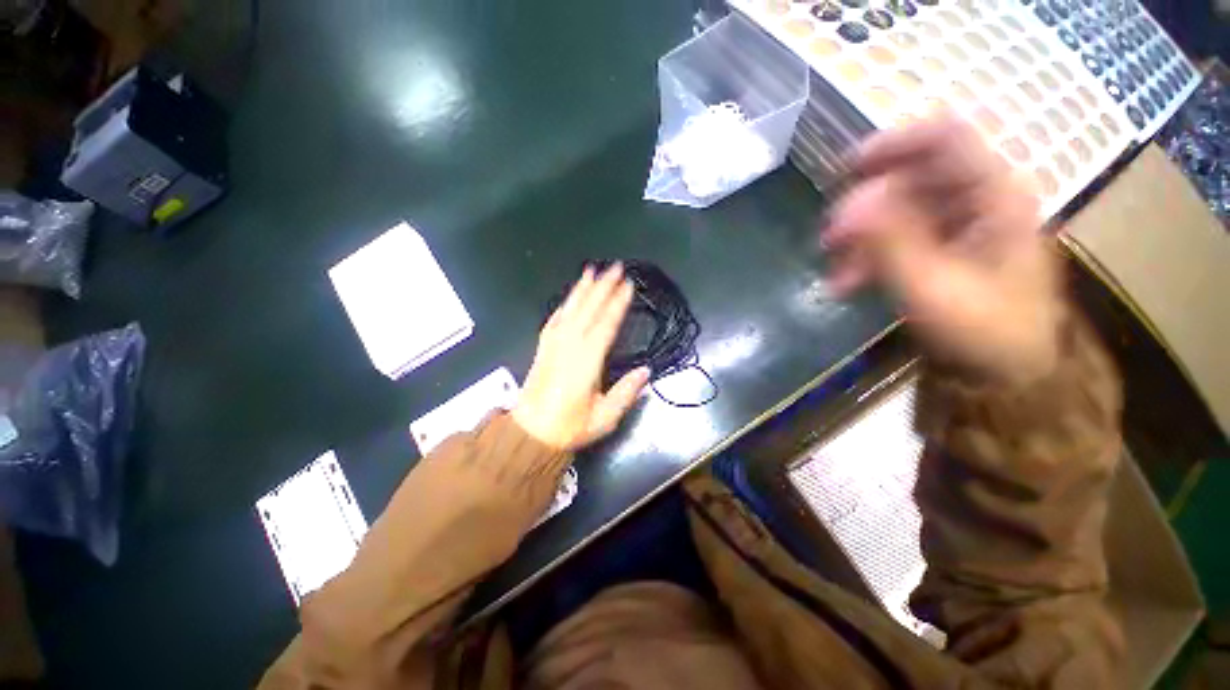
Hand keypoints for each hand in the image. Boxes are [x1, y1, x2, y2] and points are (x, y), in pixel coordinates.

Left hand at [513, 264, 650, 449]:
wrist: (529, 433)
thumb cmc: (568, 427)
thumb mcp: (604, 418)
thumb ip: (626, 393)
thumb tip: (646, 370)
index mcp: (586, 362)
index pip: (605, 325)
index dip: (617, 304)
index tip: (628, 285)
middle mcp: (569, 346)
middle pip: (588, 310)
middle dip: (603, 287)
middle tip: (615, 267)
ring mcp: (553, 345)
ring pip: (570, 310)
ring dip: (582, 289)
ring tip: (592, 271)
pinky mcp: (543, 347)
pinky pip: (554, 319)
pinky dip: (564, 305)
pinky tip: (570, 297)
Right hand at [824, 115, 1062, 384]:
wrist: (1003, 376)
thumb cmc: (983, 330)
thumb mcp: (932, 287)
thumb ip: (890, 242)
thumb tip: (849, 206)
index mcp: (994, 195)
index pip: (945, 139)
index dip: (893, 143)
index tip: (843, 169)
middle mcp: (977, 200)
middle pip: (911, 178)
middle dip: (863, 206)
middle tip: (828, 238)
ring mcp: (958, 226)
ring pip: (896, 212)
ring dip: (859, 238)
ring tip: (833, 271)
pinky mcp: (941, 249)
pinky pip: (895, 239)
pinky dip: (866, 257)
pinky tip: (845, 284)